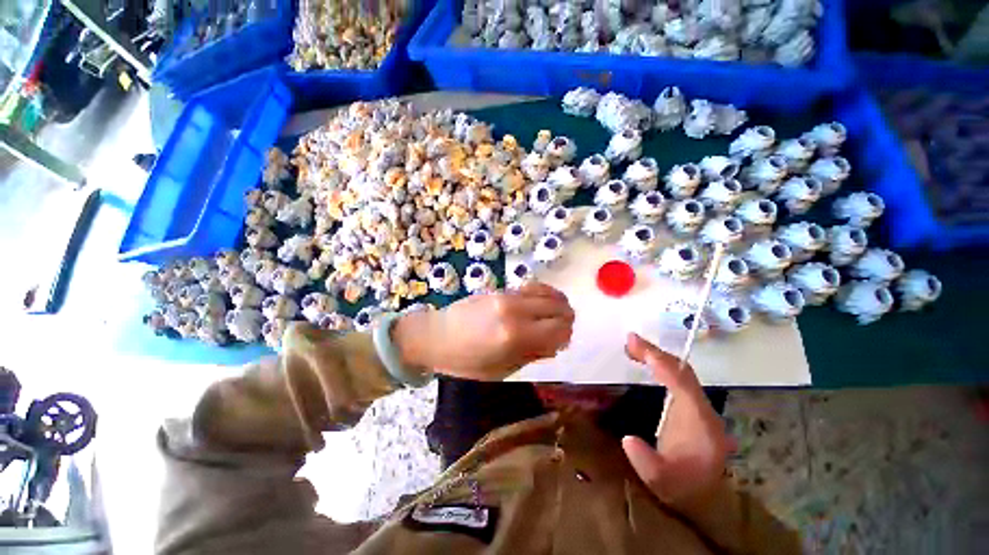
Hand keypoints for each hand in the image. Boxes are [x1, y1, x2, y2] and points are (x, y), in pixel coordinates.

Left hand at [394, 282, 574, 380]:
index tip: (561, 344)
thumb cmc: (466, 361)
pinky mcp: (502, 289)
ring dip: (558, 305)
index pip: (560, 330)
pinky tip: (542, 303)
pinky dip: (544, 294)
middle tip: (559, 331)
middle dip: (566, 320)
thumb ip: (532, 355)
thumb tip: (555, 343)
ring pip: (549, 293)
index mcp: (515, 336)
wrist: (436, 335)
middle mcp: (516, 311)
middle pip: (559, 308)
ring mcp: (508, 296)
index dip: (566, 337)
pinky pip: (533, 286)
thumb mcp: (501, 370)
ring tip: (554, 316)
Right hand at [621, 333, 730, 504]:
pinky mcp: (692, 407)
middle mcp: (703, 408)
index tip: (633, 343)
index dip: (657, 359)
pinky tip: (646, 363)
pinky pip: (677, 379)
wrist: (705, 497)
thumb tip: (627, 438)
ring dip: (657, 357)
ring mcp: (699, 406)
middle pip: (682, 370)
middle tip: (628, 341)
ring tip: (632, 348)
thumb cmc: (683, 488)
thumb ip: (647, 463)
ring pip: (681, 372)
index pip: (680, 380)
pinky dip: (660, 366)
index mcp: (700, 422)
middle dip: (655, 352)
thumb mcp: (662, 482)